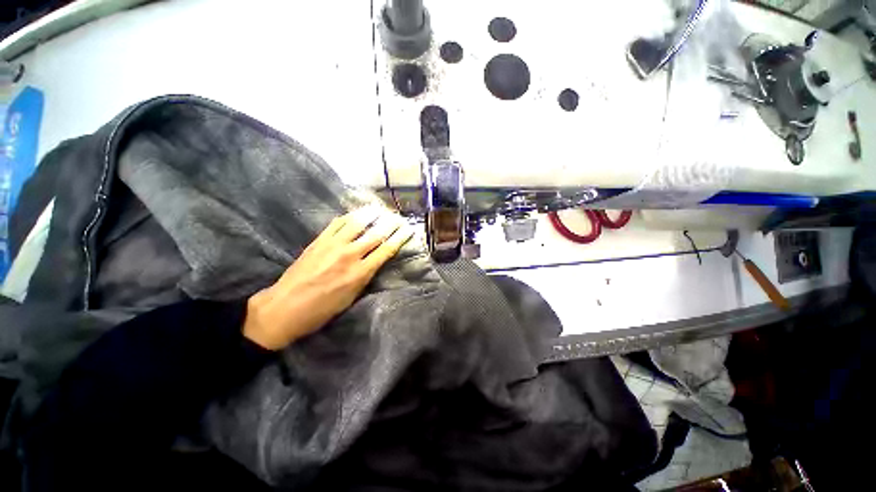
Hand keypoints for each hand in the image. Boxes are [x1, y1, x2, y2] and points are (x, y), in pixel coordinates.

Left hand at [243, 207, 414, 350]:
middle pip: (376, 234)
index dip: (400, 237)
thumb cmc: (322, 310)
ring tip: (380, 208)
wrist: (284, 307)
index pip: (386, 250)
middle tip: (399, 216)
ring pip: (357, 223)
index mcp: (360, 273)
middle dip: (390, 223)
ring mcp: (333, 245)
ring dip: (371, 214)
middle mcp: (350, 255)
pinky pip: (337, 223)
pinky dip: (349, 216)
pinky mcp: (319, 241)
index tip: (408, 229)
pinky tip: (356, 213)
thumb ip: (365, 276)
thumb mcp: (351, 298)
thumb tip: (375, 261)